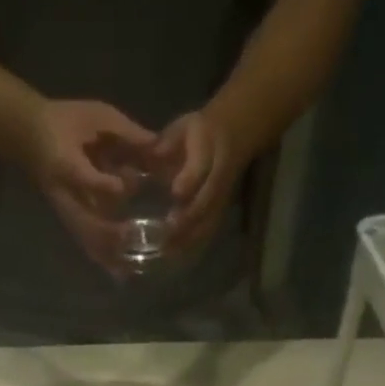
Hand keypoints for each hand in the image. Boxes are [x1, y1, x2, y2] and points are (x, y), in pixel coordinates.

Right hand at [22, 99, 153, 273]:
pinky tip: (119, 274)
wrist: (31, 136)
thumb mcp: (95, 114)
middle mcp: (64, 194)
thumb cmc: (66, 120)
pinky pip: (86, 244)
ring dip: (107, 255)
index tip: (125, 187)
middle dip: (109, 234)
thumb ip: (124, 131)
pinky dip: (103, 259)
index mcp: (66, 162)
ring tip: (129, 271)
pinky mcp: (69, 221)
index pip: (83, 178)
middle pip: (84, 222)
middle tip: (134, 239)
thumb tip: (156, 145)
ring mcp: (65, 211)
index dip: (103, 184)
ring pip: (86, 240)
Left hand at [150, 110, 240, 255]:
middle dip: (188, 217)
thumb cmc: (197, 133)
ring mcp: (221, 197)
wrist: (234, 135)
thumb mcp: (182, 128)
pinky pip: (208, 231)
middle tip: (166, 231)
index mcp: (209, 148)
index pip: (202, 166)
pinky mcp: (219, 212)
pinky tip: (175, 257)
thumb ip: (167, 142)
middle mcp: (218, 175)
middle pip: (206, 200)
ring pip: (208, 220)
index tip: (175, 193)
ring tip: (167, 251)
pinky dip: (193, 246)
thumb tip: (150, 155)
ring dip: (189, 238)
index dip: (191, 180)